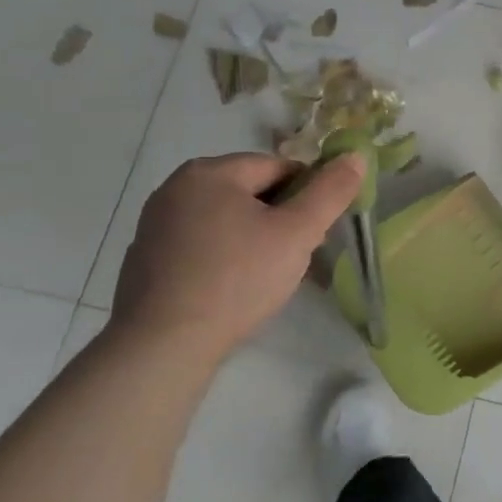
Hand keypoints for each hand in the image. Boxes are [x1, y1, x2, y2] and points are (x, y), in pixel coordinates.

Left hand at [109, 151, 366, 361]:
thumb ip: (331, 191)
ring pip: (226, 220)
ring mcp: (155, 225)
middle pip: (250, 192)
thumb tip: (356, 155)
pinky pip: (200, 246)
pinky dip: (223, 259)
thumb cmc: (237, 279)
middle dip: (280, 219)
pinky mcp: (145, 259)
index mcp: (210, 172)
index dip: (307, 197)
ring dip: (253, 239)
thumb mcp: (298, 233)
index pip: (279, 168)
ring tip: (267, 277)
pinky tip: (232, 290)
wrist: (162, 346)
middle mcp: (175, 188)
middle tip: (296, 256)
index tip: (316, 233)